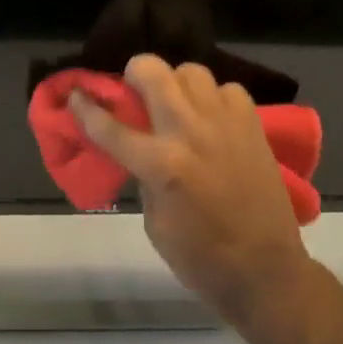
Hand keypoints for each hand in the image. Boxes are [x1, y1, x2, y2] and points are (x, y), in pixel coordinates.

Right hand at [71, 54, 309, 322]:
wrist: (266, 272)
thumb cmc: (202, 259)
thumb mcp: (154, 223)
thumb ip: (142, 175)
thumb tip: (137, 146)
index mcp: (161, 164)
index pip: (110, 126)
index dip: (85, 108)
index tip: (76, 94)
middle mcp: (189, 132)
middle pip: (151, 71)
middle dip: (134, 74)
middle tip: (135, 92)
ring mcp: (223, 122)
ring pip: (190, 71)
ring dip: (176, 84)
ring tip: (178, 105)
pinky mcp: (251, 123)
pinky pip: (226, 89)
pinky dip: (214, 99)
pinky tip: (213, 120)